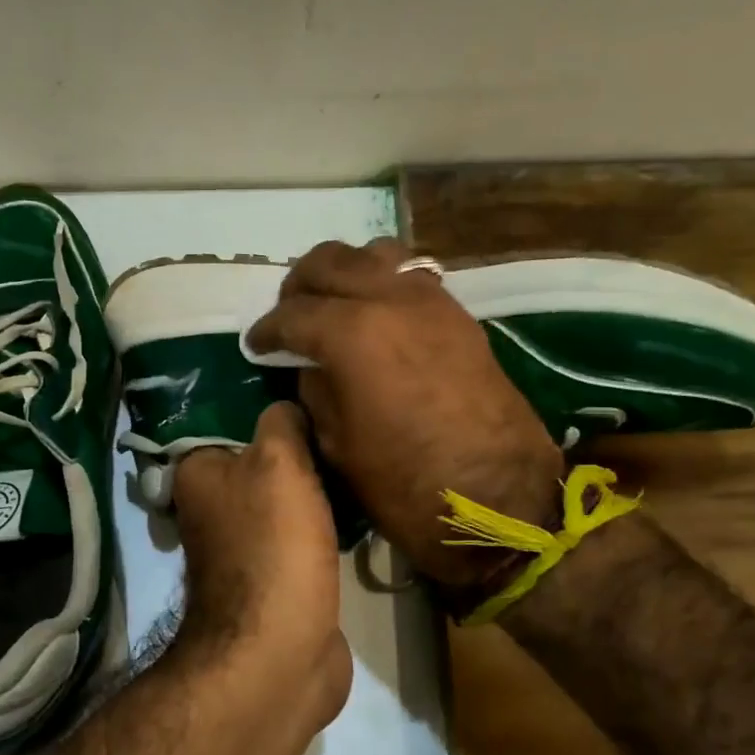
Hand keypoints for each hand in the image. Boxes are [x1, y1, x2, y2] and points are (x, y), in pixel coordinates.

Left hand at [169, 402, 351, 726]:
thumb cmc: (273, 545)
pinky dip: (325, 524)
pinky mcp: (277, 577)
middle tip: (346, 424)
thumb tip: (286, 407)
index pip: (230, 421)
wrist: (281, 651)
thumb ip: (281, 423)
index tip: (312, 392)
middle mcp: (213, 508)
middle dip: (300, 449)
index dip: (268, 408)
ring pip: (286, 499)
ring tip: (358, 458)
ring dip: (317, 488)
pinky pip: (304, 534)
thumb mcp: (278, 462)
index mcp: (198, 475)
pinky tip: (359, 506)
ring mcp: (245, 546)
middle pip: (263, 461)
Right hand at [248, 239, 564, 588]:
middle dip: (299, 286)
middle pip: (330, 262)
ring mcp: (431, 301)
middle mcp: (390, 300)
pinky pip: (410, 277)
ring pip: (375, 255)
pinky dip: (382, 282)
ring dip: (344, 272)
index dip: (267, 330)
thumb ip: (316, 390)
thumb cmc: (405, 484)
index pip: (292, 314)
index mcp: (352, 333)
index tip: (255, 345)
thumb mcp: (337, 444)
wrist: (499, 499)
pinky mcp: (459, 315)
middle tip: (288, 317)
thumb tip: (311, 366)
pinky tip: (374, 314)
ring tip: (332, 305)